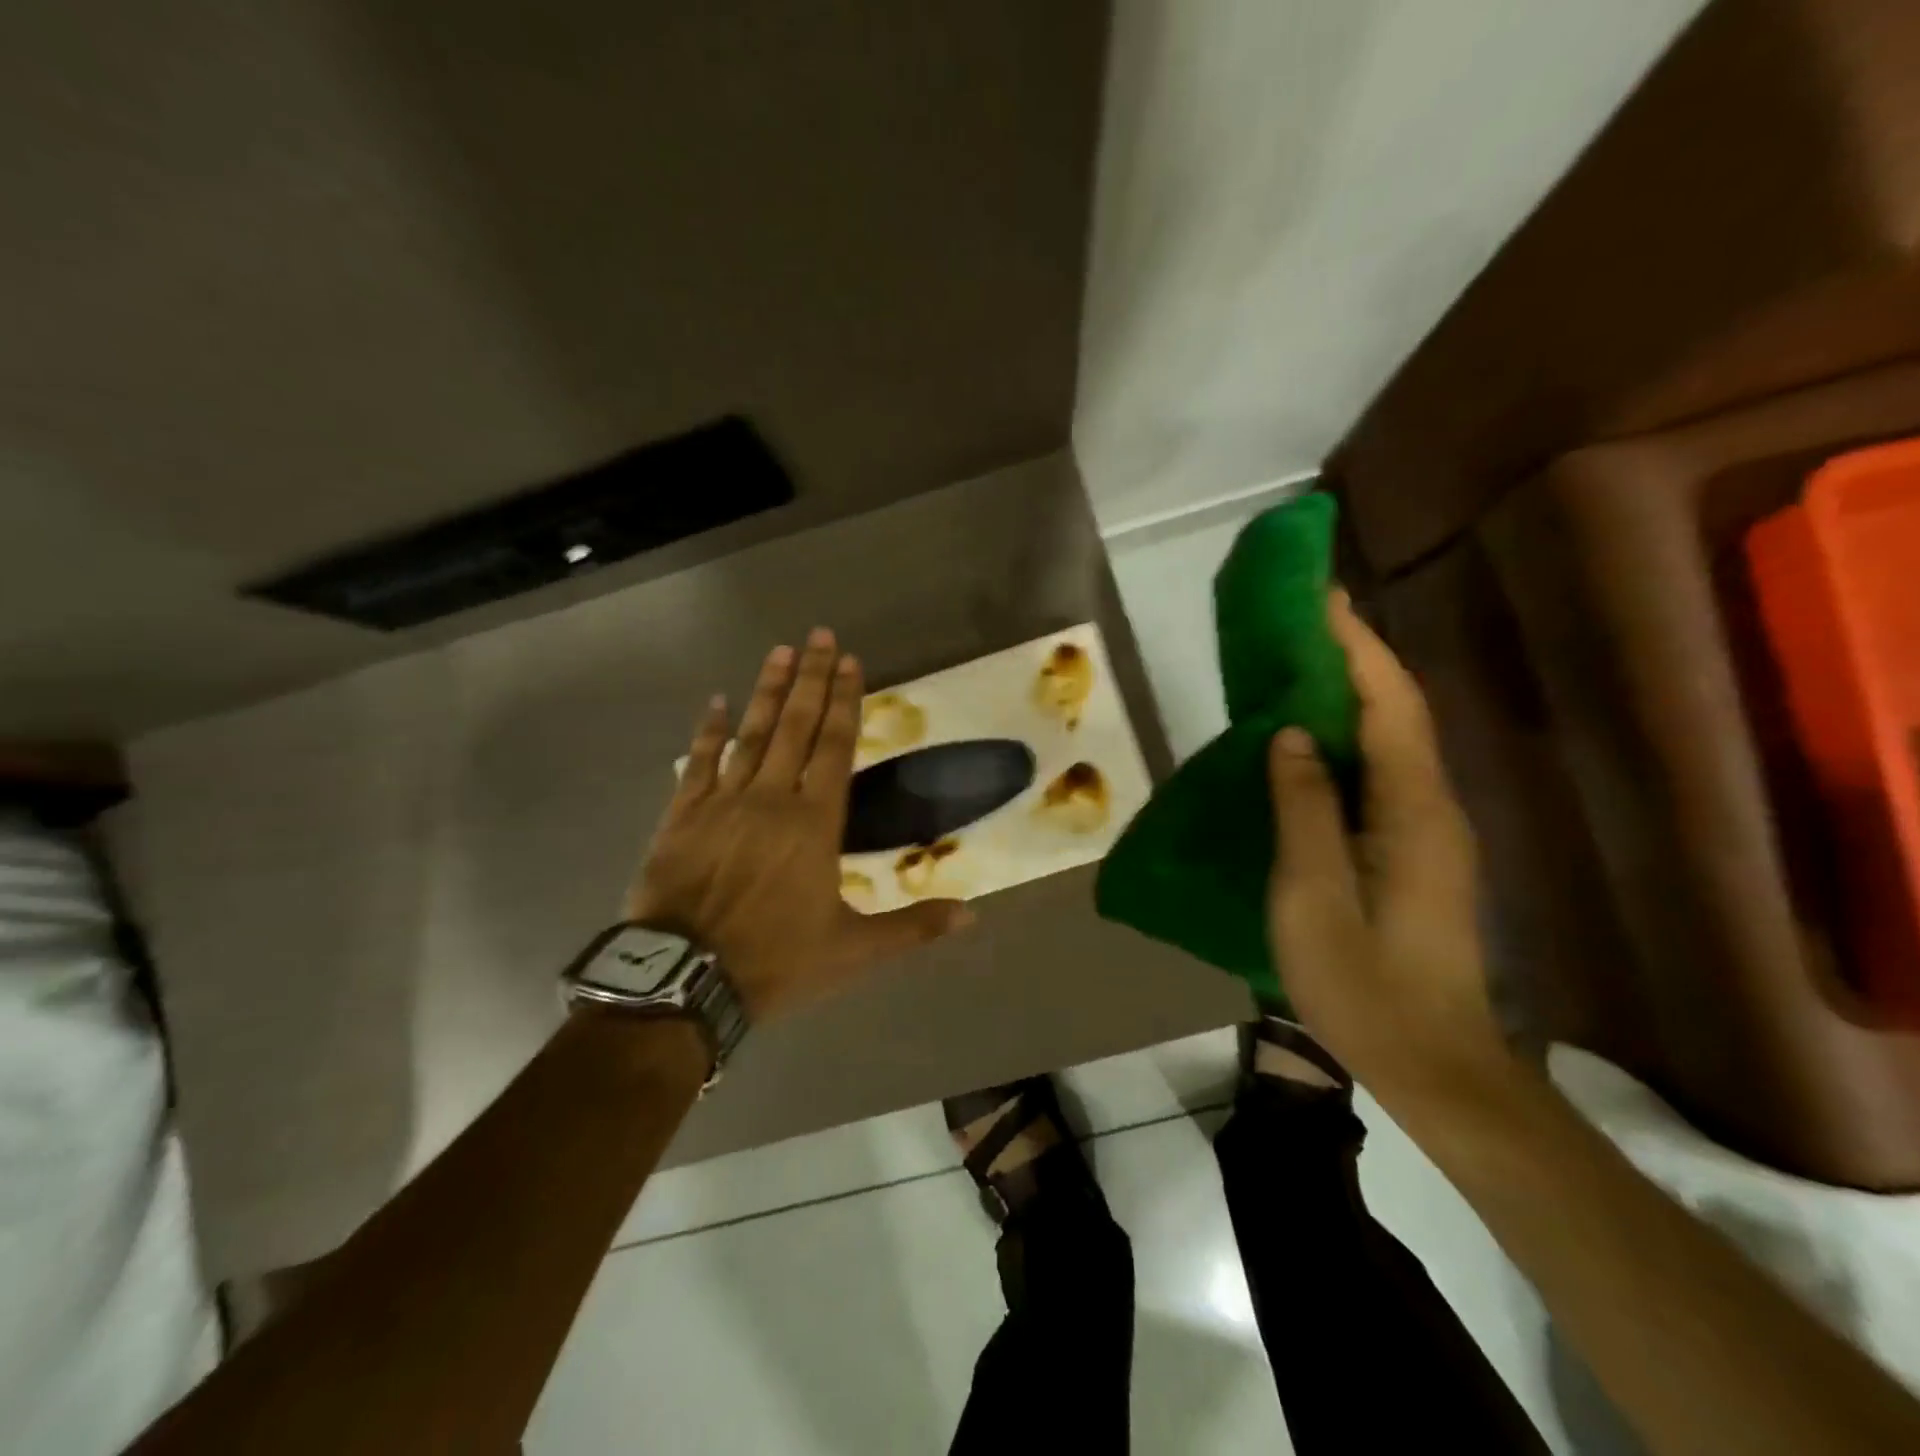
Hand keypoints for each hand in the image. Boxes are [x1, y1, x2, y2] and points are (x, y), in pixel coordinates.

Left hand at [628, 628, 974, 1021]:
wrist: (682, 982)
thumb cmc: (774, 962)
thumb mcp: (853, 952)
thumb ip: (913, 928)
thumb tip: (972, 916)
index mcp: (814, 823)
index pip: (835, 746)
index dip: (845, 700)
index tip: (850, 661)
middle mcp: (771, 798)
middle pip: (796, 726)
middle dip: (811, 677)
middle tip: (820, 634)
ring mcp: (723, 802)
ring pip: (750, 733)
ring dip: (768, 690)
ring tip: (780, 650)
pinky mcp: (683, 815)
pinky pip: (698, 762)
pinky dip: (707, 731)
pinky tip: (715, 702)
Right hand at [1264, 592, 1510, 1097]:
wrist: (1432, 1064)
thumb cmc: (1364, 985)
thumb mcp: (1313, 896)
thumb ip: (1303, 808)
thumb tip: (1293, 732)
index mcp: (1412, 811)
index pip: (1390, 705)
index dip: (1357, 646)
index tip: (1321, 596)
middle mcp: (1432, 807)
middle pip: (1399, 711)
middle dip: (1355, 656)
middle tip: (1302, 618)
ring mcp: (1428, 830)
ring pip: (1392, 740)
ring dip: (1351, 693)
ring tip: (1297, 662)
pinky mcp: (1414, 850)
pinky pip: (1380, 772)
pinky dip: (1348, 737)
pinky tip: (1309, 740)